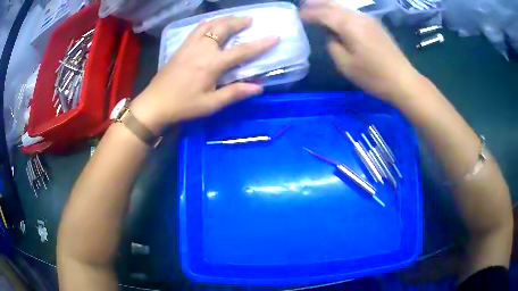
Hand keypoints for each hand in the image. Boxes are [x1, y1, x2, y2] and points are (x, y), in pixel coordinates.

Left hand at [130, 16, 278, 131]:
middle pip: (223, 27)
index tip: (274, 36)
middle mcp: (202, 48)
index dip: (260, 44)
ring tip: (233, 19)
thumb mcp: (210, 105)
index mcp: (212, 63)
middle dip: (239, 21)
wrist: (154, 104)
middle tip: (250, 20)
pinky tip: (211, 25)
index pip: (242, 51)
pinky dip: (209, 23)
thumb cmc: (183, 106)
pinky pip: (197, 28)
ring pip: (209, 24)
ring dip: (224, 19)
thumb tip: (259, 87)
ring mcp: (190, 45)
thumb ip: (235, 93)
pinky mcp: (181, 47)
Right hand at [300, 2, 421, 101]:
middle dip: (316, 4)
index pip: (323, 13)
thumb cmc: (373, 76)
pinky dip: (340, 12)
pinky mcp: (375, 24)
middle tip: (303, 6)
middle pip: (333, 5)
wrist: (403, 80)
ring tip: (316, 8)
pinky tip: (336, 17)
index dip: (308, 13)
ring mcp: (369, 19)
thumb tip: (330, 35)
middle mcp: (358, 17)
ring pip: (343, 7)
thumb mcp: (346, 65)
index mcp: (349, 25)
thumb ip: (332, 45)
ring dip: (328, 6)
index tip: (297, 16)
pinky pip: (352, 13)